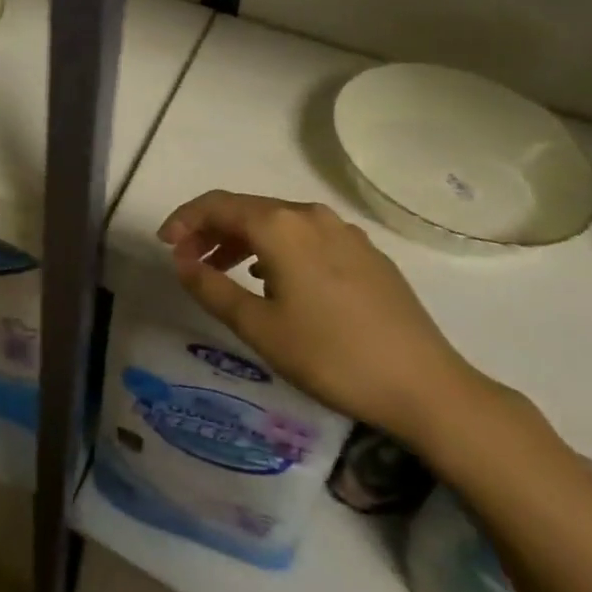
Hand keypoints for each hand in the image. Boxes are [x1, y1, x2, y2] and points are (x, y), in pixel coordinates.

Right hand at [158, 191, 491, 446]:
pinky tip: (277, 281)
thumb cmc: (332, 356)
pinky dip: (277, 250)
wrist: (427, 387)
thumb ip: (211, 288)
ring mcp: (343, 232)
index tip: (165, 245)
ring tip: (226, 273)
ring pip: (278, 223)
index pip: (217, 205)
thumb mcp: (259, 328)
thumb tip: (181, 261)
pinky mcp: (366, 254)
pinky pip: (307, 237)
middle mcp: (310, 215)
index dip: (184, 220)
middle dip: (211, 231)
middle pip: (247, 210)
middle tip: (189, 261)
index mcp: (280, 225)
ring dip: (244, 241)